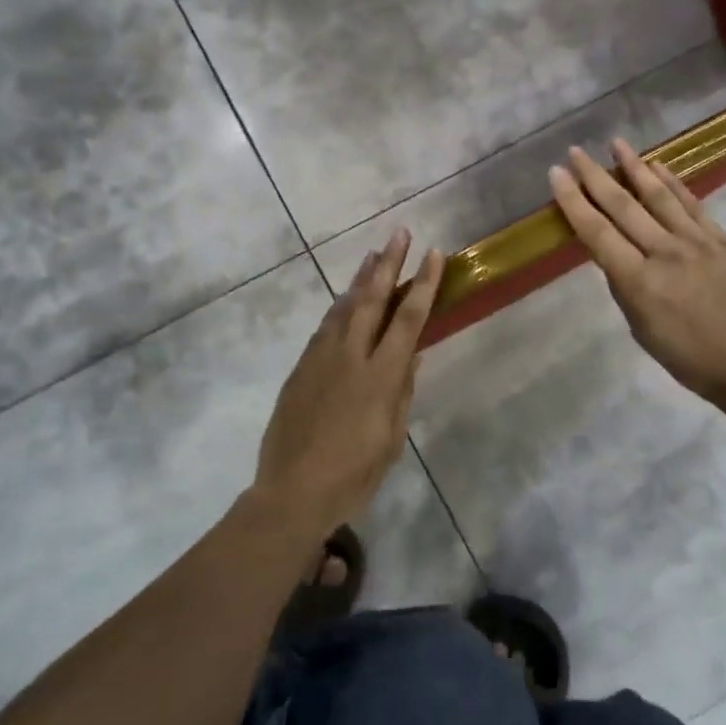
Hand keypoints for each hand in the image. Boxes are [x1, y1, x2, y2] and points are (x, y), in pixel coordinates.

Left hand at [252, 229, 443, 537]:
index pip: (408, 319)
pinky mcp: (300, 368)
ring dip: (361, 279)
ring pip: (343, 307)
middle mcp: (350, 356)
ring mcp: (321, 358)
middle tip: (398, 233)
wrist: (292, 492)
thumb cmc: (353, 475)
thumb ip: (401, 393)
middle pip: (372, 299)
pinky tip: (345, 301)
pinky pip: (325, 327)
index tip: (433, 254)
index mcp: (380, 376)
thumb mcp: (391, 439)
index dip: (423, 284)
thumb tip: (411, 358)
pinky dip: (340, 307)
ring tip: (372, 255)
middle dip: (388, 263)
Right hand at [549, 140, 725, 411]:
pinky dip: (673, 184)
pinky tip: (659, 167)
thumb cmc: (689, 358)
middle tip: (577, 151)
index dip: (573, 201)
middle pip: (624, 206)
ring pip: (659, 196)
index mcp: (638, 281)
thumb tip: (615, 255)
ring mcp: (698, 242)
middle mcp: (665, 253)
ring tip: (617, 143)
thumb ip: (625, 288)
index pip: (596, 232)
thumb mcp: (641, 329)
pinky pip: (693, 205)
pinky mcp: (724, 240)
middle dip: (595, 176)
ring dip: (635, 167)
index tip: (557, 173)